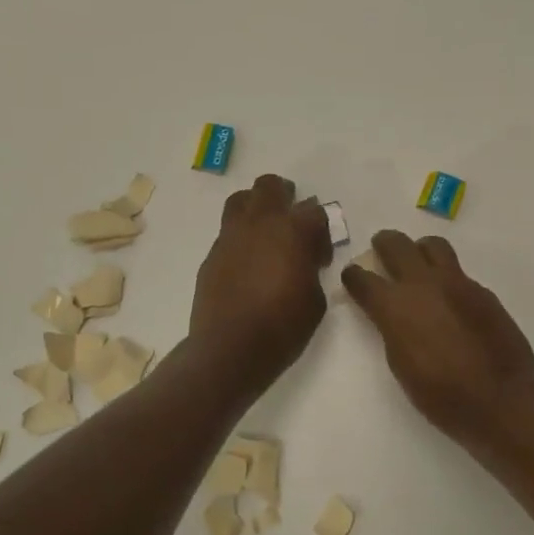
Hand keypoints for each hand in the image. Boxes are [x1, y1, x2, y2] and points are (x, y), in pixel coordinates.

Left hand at [189, 174, 332, 393]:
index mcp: (293, 230)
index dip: (322, 232)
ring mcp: (231, 236)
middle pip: (271, 186)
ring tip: (265, 234)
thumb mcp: (315, 300)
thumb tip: (304, 260)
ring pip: (241, 200)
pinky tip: (246, 265)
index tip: (320, 257)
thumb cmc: (283, 326)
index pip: (315, 211)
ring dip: (256, 208)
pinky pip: (228, 233)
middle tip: (292, 222)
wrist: (230, 348)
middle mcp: (260, 223)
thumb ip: (312, 269)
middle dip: (285, 196)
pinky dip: (240, 239)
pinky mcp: (212, 254)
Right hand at [341, 231, 533, 442]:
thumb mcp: (400, 364)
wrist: (500, 398)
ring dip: (419, 250)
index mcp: (395, 305)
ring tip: (419, 263)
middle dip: (384, 244)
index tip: (353, 277)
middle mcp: (423, 283)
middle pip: (396, 244)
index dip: (353, 276)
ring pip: (433, 246)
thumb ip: (392, 329)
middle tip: (381, 249)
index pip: (363, 278)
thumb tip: (391, 316)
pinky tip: (451, 299)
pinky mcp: (482, 290)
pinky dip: (447, 278)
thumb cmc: (441, 394)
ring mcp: (456, 282)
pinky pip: (459, 272)